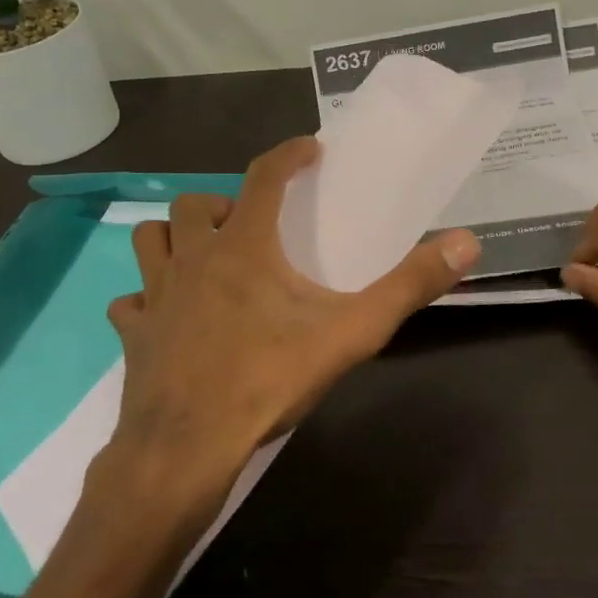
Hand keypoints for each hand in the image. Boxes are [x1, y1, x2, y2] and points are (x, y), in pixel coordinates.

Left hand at [105, 137, 481, 479]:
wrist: (186, 449)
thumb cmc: (268, 380)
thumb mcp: (351, 332)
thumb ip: (408, 286)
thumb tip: (466, 242)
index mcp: (243, 247)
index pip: (264, 177)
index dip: (288, 155)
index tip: (308, 148)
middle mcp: (192, 258)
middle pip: (195, 203)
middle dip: (224, 205)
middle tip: (253, 229)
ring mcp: (155, 296)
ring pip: (151, 240)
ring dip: (176, 238)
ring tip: (207, 259)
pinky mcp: (133, 334)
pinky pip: (131, 301)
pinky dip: (147, 299)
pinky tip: (167, 318)